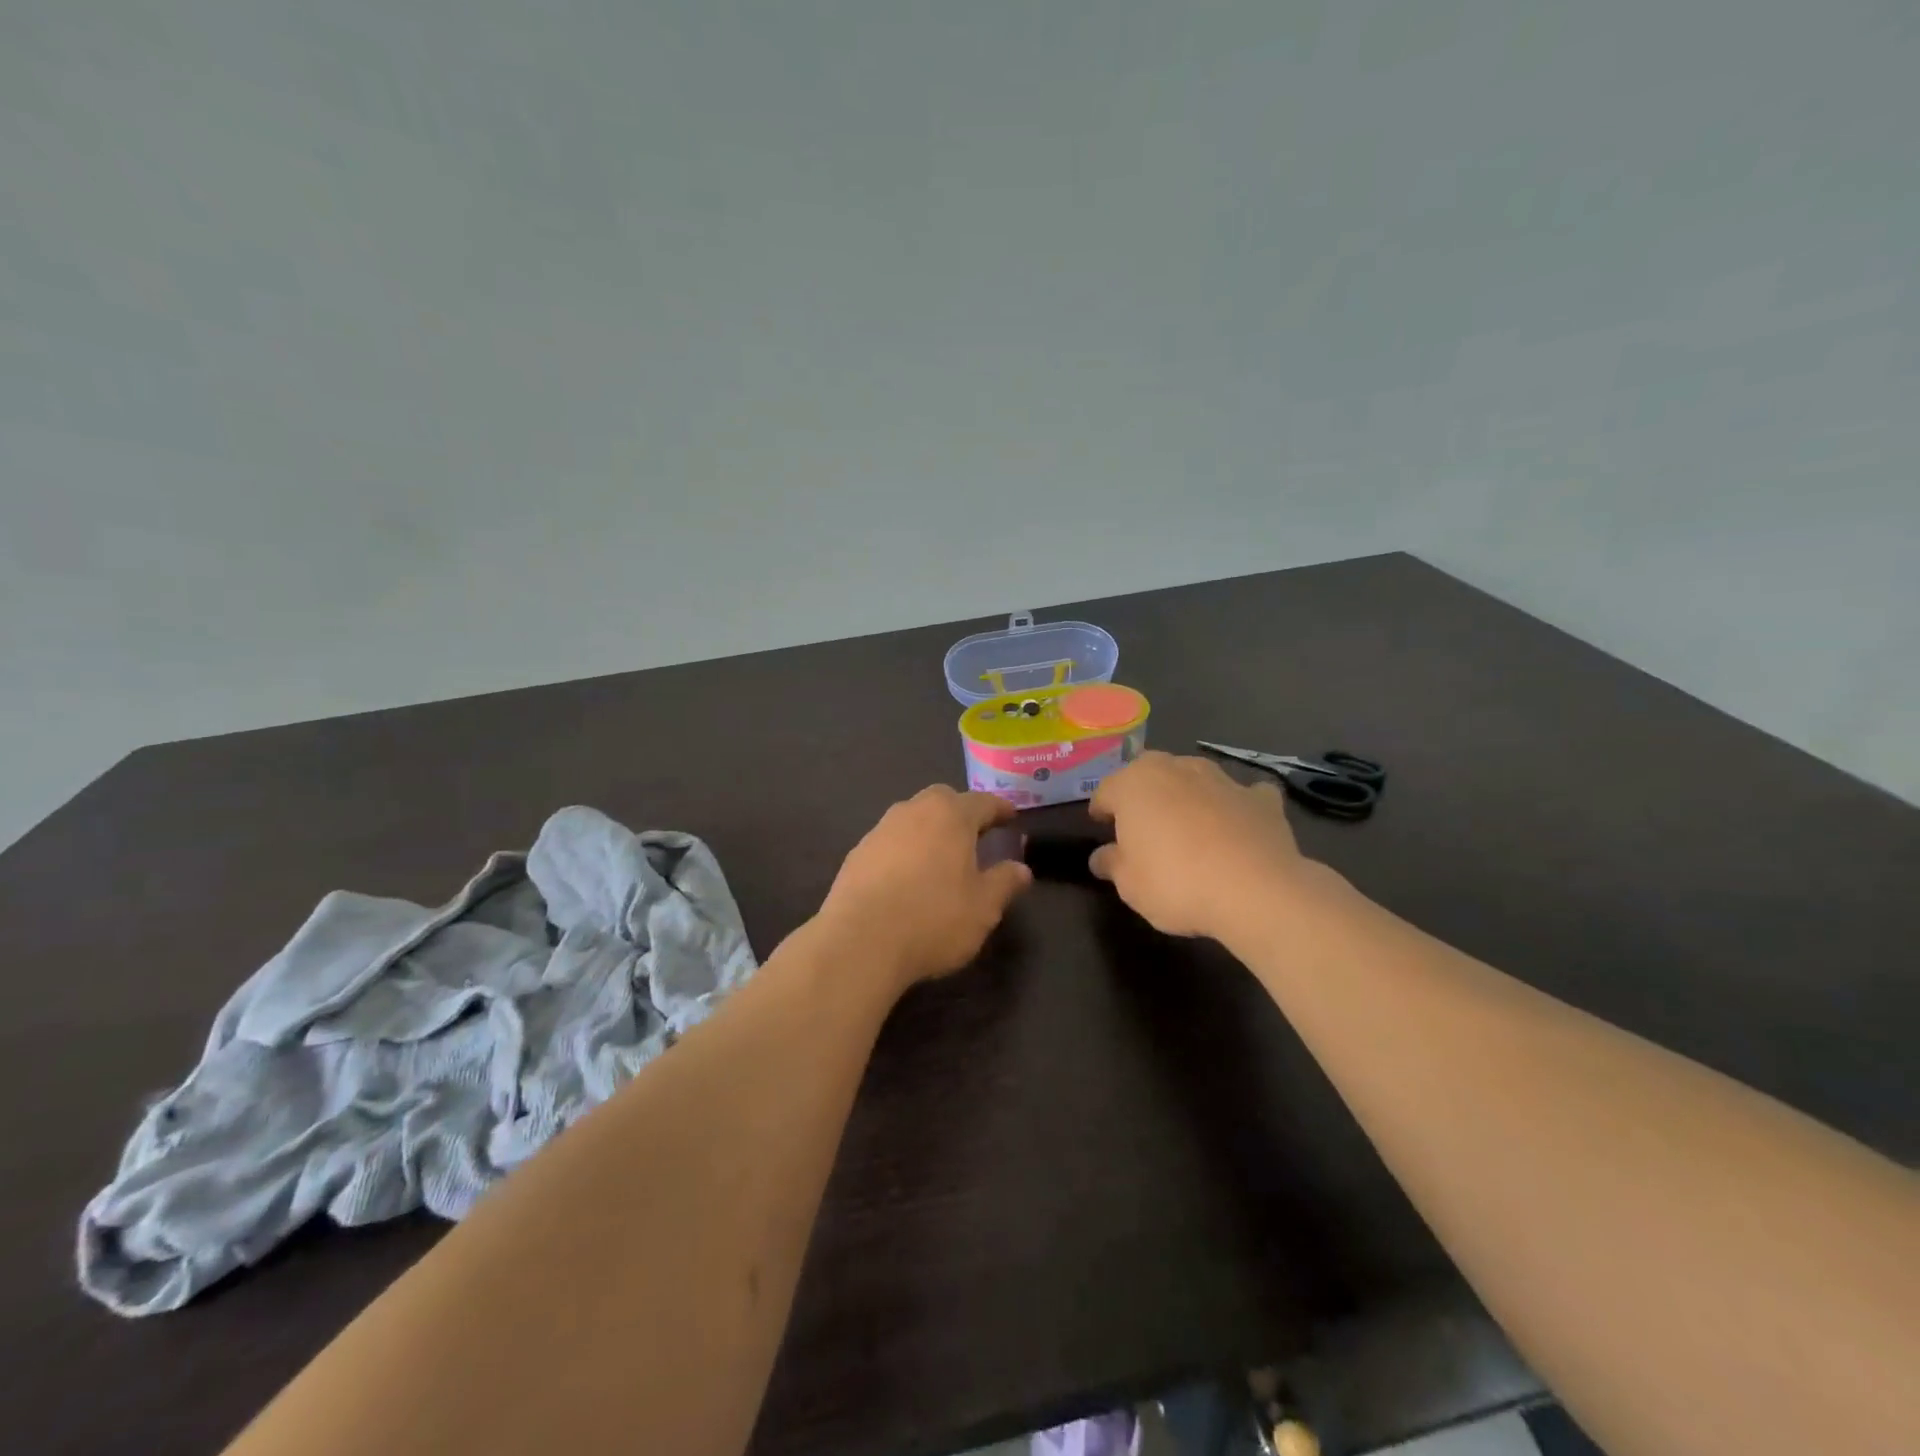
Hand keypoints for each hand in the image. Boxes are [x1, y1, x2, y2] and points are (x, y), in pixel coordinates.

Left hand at [818, 786, 1033, 989]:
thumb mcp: (983, 907)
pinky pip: (890, 841)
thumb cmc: (933, 919)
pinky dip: (905, 849)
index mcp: (950, 816)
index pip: (982, 802)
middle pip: (942, 800)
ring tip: (942, 855)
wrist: (859, 942)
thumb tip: (1021, 868)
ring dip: (930, 829)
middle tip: (975, 833)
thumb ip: (1005, 882)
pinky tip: (908, 876)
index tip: (1011, 817)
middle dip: (961, 811)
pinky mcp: (857, 854)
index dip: (1000, 809)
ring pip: (912, 817)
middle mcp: (913, 812)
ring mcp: (880, 830)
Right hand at [1089, 751, 1326, 941]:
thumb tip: (1101, 857)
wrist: (1256, 890)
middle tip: (1143, 823)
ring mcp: (1221, 779)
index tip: (1101, 826)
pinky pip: (1241, 795)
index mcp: (1134, 784)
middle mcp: (1176, 769)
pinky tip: (1238, 827)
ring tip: (1189, 825)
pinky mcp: (1261, 798)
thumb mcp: (1129, 884)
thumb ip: (1112, 864)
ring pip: (1194, 777)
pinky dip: (1236, 806)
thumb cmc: (1175, 882)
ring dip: (1188, 794)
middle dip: (1144, 793)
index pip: (1106, 790)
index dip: (1101, 809)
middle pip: (1150, 773)